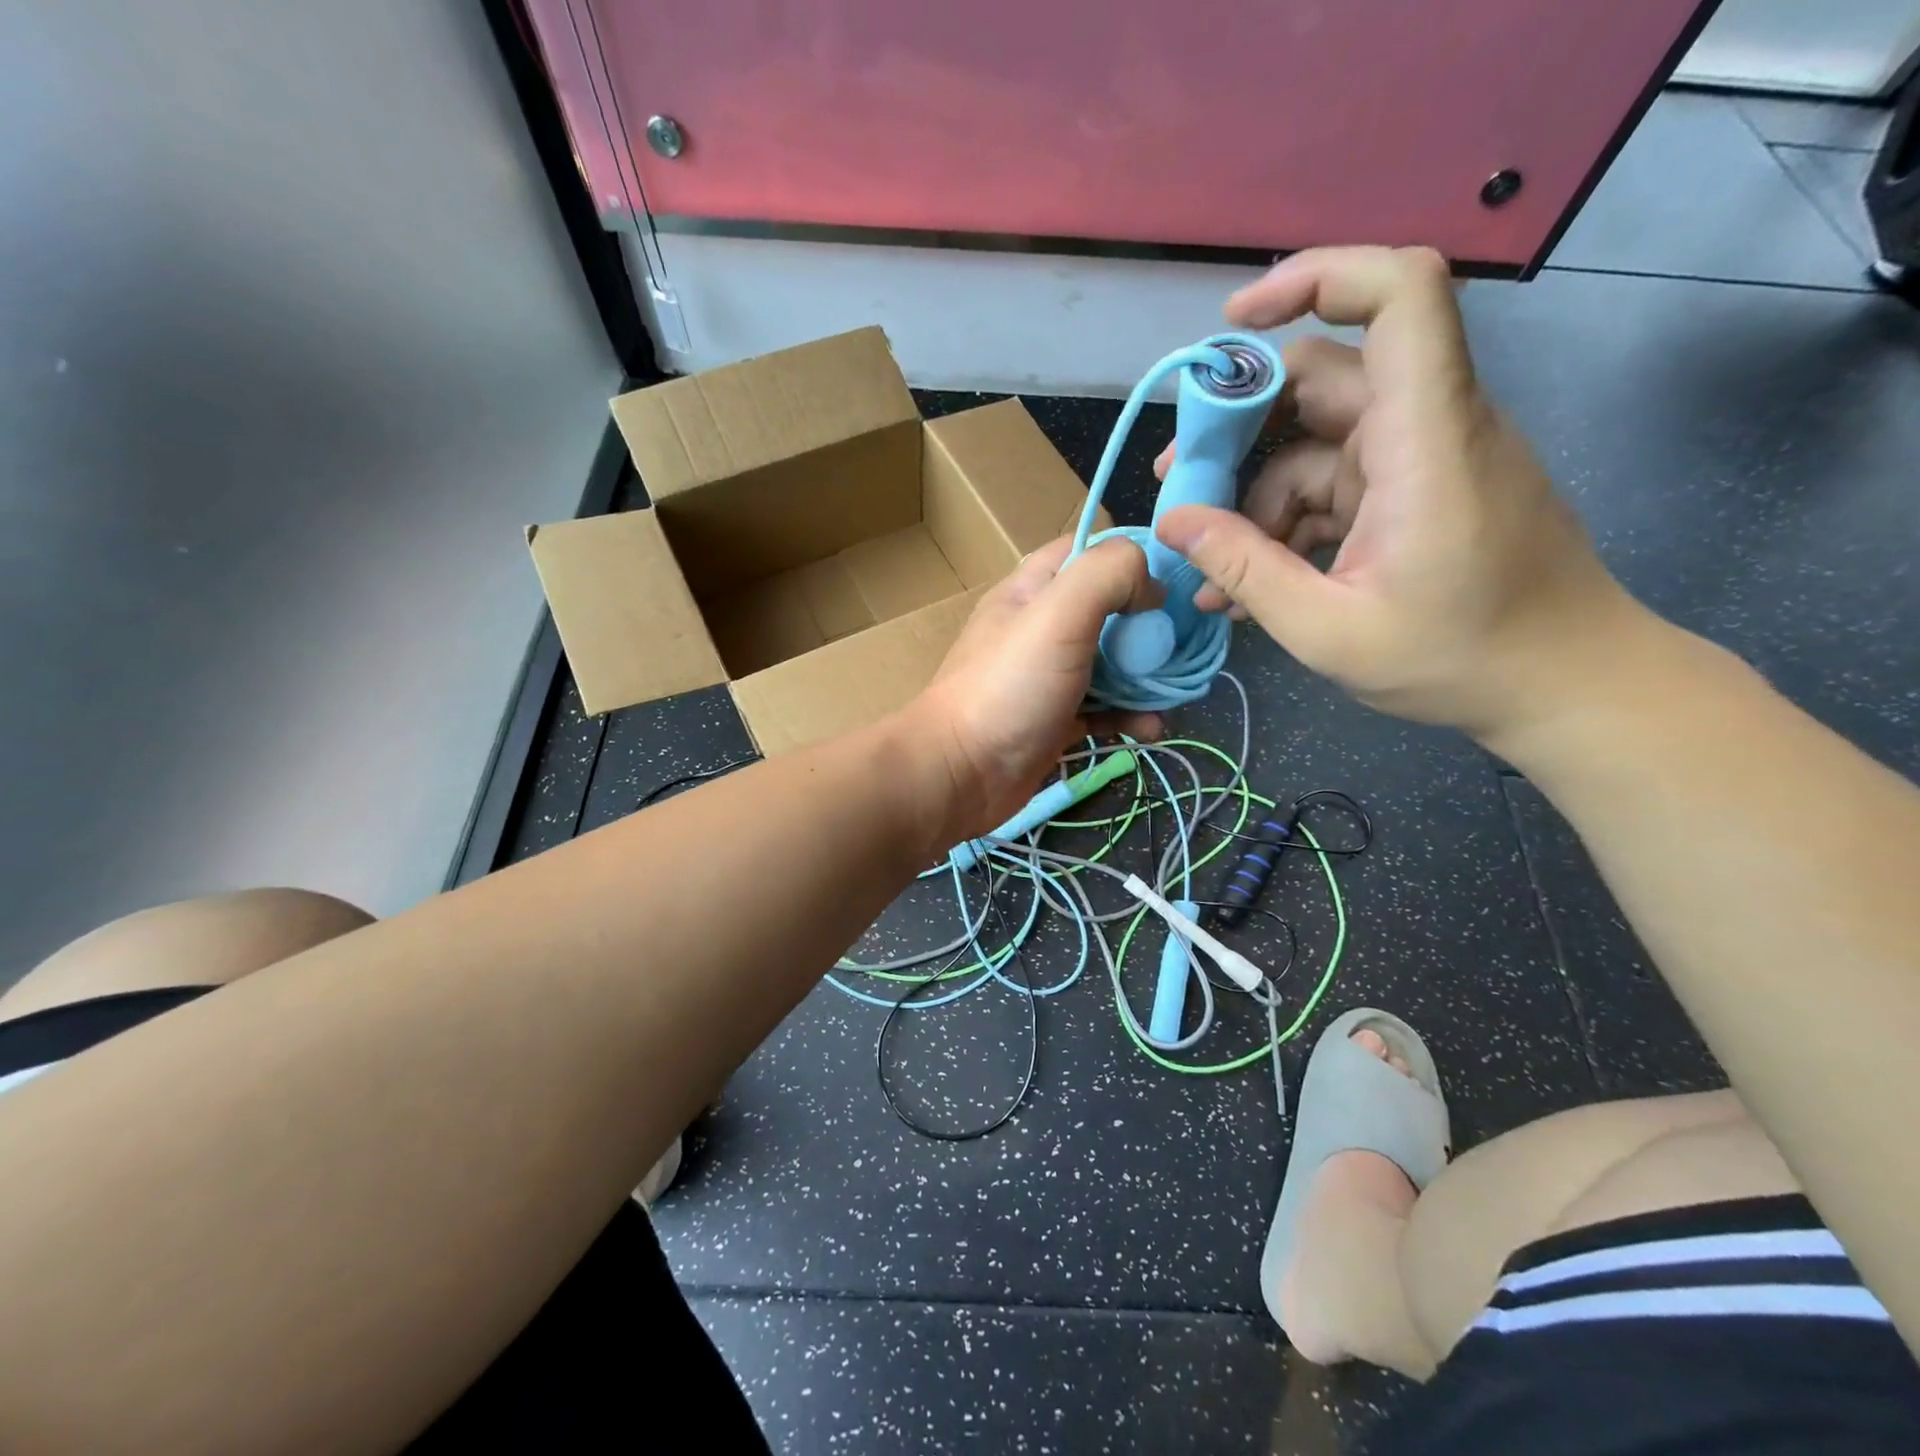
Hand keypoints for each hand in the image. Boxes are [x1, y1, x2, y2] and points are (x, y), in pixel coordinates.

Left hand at [904, 537, 1162, 840]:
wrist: (961, 775)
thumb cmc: (1009, 686)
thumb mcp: (1058, 612)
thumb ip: (1108, 575)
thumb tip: (1151, 587)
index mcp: (1033, 589)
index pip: (1090, 550)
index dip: (1134, 558)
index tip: (1173, 582)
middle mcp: (1042, 627)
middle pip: (1111, 609)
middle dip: (1151, 625)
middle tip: (1182, 646)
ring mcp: (1049, 676)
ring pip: (1113, 663)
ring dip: (1147, 677)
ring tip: (1174, 694)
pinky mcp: (1057, 720)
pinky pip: (1105, 709)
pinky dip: (1130, 715)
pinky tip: (1150, 728)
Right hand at [1155, 246, 1632, 740]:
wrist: (1561, 683)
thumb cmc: (1457, 659)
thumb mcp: (1327, 629)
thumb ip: (1244, 570)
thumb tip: (1171, 522)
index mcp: (1425, 438)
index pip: (1399, 294)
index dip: (1317, 277)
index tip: (1235, 322)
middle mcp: (1426, 426)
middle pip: (1322, 378)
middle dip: (1238, 425)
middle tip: (1177, 482)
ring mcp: (1420, 459)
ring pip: (1314, 444)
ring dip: (1253, 497)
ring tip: (1210, 568)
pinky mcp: (1414, 491)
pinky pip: (1333, 486)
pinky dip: (1286, 523)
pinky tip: (1249, 582)